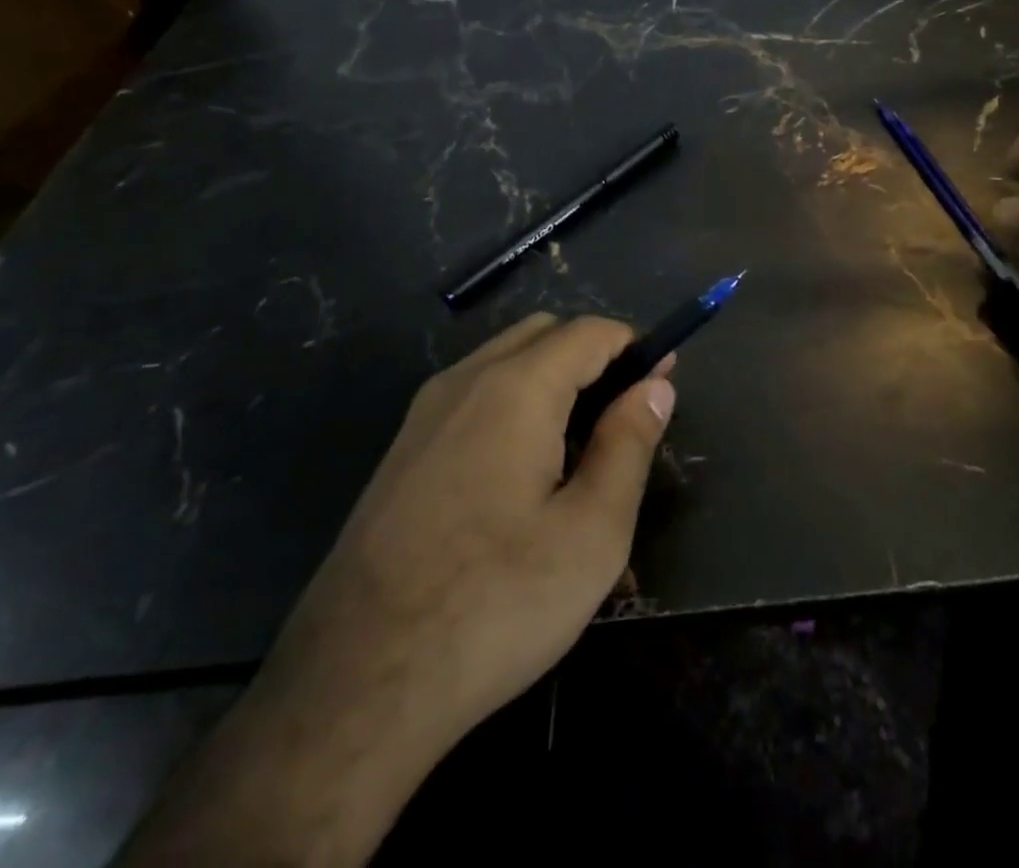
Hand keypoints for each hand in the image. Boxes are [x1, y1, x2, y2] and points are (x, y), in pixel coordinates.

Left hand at [120, 314, 674, 867]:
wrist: (354, 687)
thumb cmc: (494, 604)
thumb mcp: (591, 533)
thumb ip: (628, 444)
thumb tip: (655, 386)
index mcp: (515, 387)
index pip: (589, 332)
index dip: (635, 347)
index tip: (664, 380)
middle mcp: (464, 382)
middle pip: (544, 334)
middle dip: (593, 357)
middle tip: (625, 417)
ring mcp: (423, 416)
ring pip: (504, 364)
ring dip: (553, 382)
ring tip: (582, 452)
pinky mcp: (402, 454)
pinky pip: (472, 401)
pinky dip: (514, 408)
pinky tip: (525, 480)